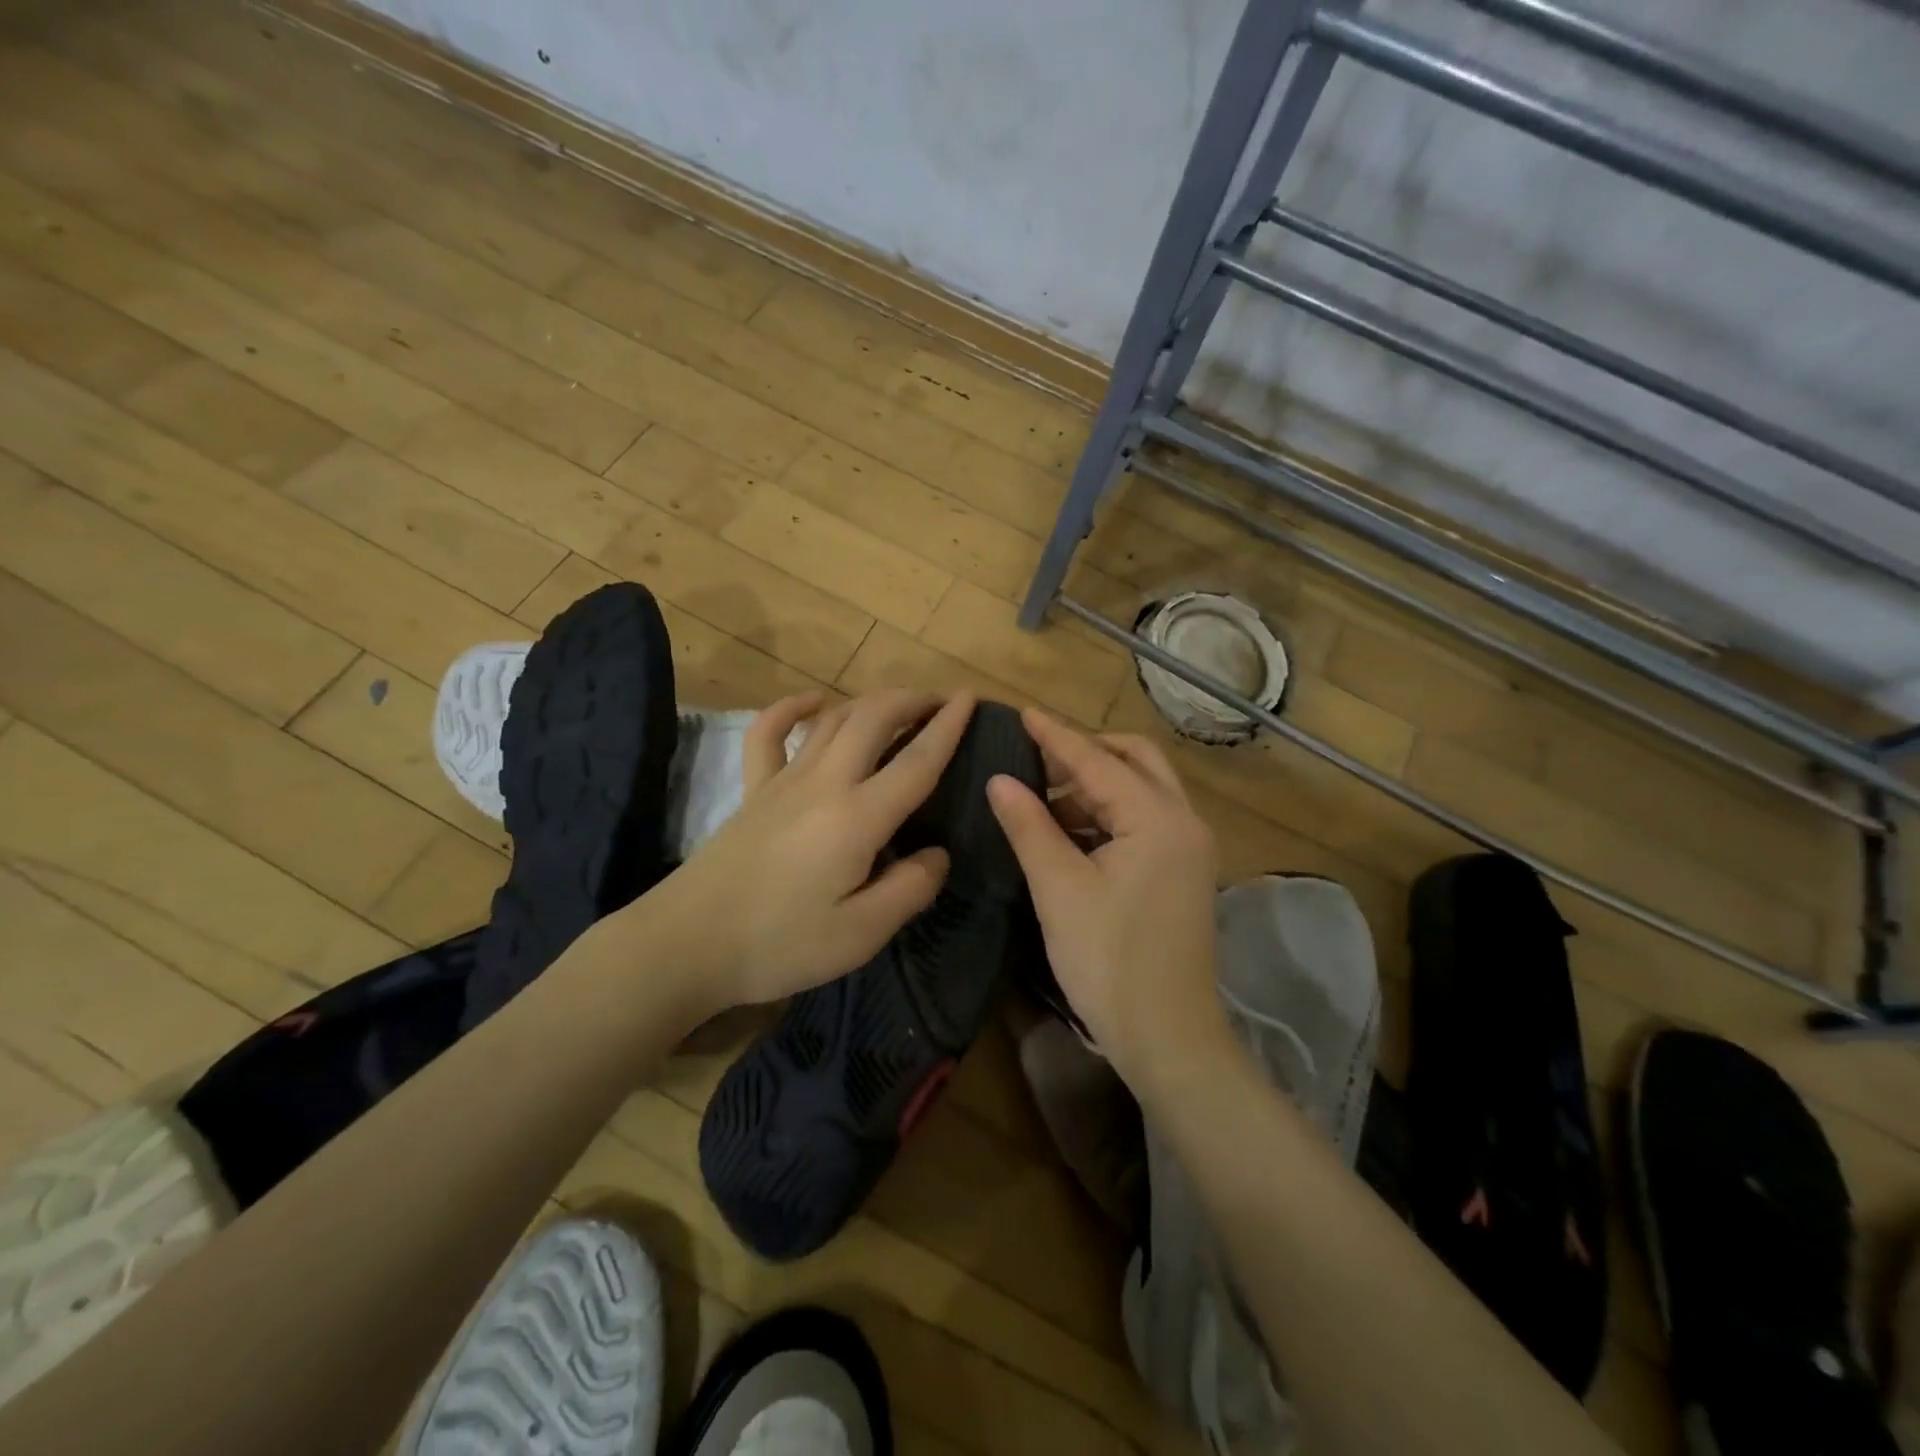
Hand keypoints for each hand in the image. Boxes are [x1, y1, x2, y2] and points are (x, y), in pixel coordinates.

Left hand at [655, 688, 976, 1014]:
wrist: (686, 945)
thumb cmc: (779, 944)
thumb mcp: (861, 934)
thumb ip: (909, 889)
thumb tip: (938, 854)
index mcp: (858, 817)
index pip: (916, 761)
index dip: (948, 727)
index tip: (970, 699)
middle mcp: (824, 783)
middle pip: (873, 719)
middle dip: (911, 700)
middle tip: (939, 701)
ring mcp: (782, 781)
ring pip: (831, 719)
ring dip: (868, 702)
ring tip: (896, 704)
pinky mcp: (752, 791)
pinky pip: (767, 734)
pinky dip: (791, 708)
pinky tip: (811, 701)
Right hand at [986, 710, 1225, 1090]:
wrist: (1168, 1037)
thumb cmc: (1109, 961)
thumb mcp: (1059, 889)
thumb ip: (1030, 825)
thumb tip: (1000, 779)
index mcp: (1158, 819)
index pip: (1098, 761)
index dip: (1056, 736)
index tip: (1022, 713)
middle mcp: (1184, 821)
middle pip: (1136, 760)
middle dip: (1087, 751)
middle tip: (1038, 756)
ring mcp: (1190, 848)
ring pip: (1144, 789)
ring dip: (1098, 783)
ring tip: (1044, 796)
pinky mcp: (1184, 871)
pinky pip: (1147, 819)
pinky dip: (1111, 812)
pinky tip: (1072, 829)